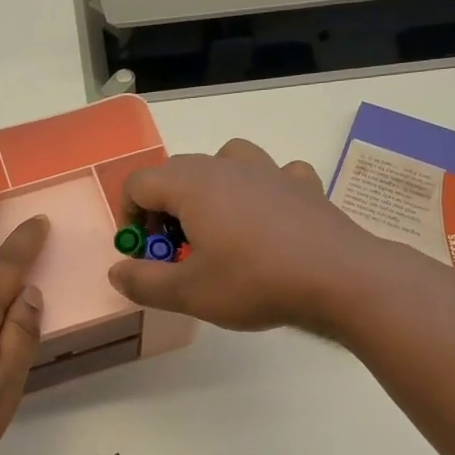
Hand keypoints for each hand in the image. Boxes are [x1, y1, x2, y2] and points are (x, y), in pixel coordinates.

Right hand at [107, 139, 376, 332]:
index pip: (139, 183)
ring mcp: (270, 169)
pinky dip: (261, 191)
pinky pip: (272, 175)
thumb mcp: (187, 293)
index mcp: (191, 184)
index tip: (142, 252)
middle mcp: (227, 165)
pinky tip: (269, 220)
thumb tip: (117, 271)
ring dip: (211, 190)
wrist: (338, 278)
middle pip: (178, 172)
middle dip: (165, 209)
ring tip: (218, 228)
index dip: (130, 217)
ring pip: (225, 162)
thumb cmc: (253, 282)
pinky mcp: (304, 184)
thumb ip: (143, 282)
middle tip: (174, 252)